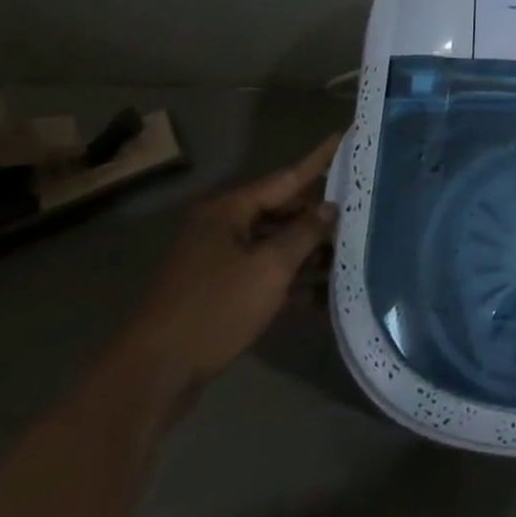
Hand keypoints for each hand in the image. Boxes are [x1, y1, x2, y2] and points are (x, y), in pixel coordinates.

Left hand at [114, 133, 340, 411]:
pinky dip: (292, 281)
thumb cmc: (214, 310)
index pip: (287, 177)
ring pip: (276, 246)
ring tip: (353, 254)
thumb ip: (305, 233)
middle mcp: (223, 230)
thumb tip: (330, 208)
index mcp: (229, 212)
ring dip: (309, 253)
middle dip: (320, 217)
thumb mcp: (269, 268)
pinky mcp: (221, 296)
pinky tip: (325, 293)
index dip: (319, 161)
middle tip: (363, 211)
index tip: (345, 137)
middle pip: (282, 212)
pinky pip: (266, 276)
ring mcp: (220, 264)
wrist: (153, 379)